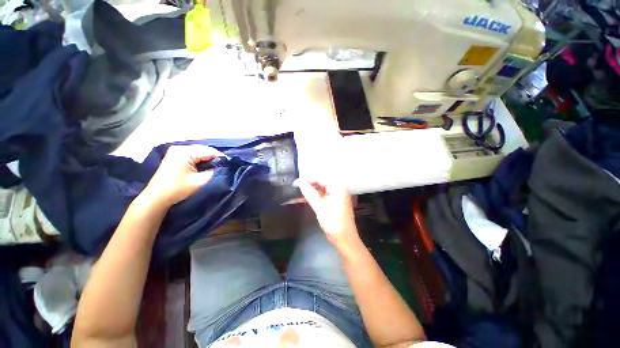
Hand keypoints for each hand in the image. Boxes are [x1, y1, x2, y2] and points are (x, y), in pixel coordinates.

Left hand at [141, 145, 223, 206]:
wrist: (156, 197)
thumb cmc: (177, 189)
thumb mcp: (200, 181)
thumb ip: (214, 172)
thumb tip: (223, 167)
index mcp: (185, 152)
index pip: (209, 151)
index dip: (221, 158)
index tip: (230, 165)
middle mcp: (180, 148)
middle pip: (204, 150)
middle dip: (215, 158)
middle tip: (224, 167)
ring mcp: (176, 151)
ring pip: (199, 152)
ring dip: (208, 159)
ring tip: (216, 167)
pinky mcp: (175, 156)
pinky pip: (193, 155)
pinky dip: (201, 160)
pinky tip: (205, 166)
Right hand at [296, 180, 360, 248]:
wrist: (344, 239)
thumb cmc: (333, 222)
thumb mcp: (320, 207)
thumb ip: (310, 193)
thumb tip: (300, 182)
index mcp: (338, 187)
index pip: (320, 178)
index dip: (307, 180)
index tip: (295, 183)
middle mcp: (338, 189)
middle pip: (320, 183)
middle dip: (307, 185)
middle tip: (294, 187)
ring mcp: (336, 196)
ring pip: (320, 190)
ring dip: (309, 192)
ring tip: (296, 193)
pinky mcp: (333, 202)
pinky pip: (321, 196)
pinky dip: (313, 198)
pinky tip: (302, 199)